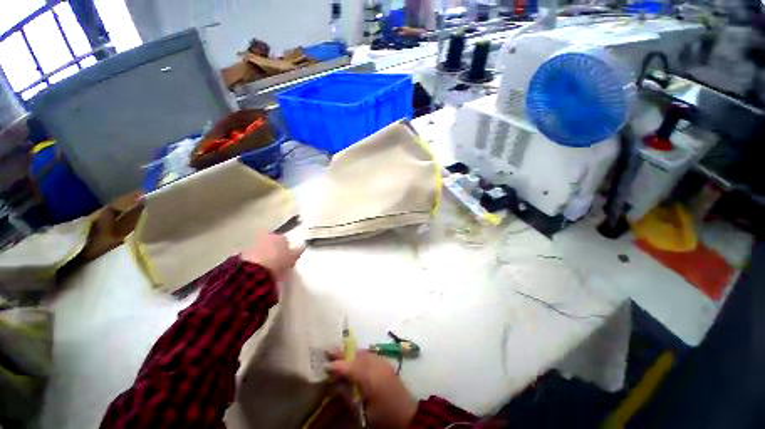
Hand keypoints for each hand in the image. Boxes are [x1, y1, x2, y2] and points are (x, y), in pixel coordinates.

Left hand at [241, 233, 303, 281]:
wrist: (253, 274)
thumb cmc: (278, 262)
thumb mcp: (293, 257)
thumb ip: (298, 250)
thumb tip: (302, 244)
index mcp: (277, 235)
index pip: (284, 239)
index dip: (287, 248)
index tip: (289, 257)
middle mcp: (263, 237)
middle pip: (272, 244)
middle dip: (275, 251)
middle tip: (280, 263)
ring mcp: (251, 247)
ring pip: (262, 251)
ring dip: (265, 257)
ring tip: (270, 269)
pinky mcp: (241, 258)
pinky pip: (253, 259)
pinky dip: (257, 263)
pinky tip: (261, 272)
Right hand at [327, 350, 417, 428]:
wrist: (407, 415)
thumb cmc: (383, 416)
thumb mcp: (363, 410)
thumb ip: (349, 394)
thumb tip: (336, 383)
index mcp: (371, 379)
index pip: (350, 367)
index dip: (337, 365)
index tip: (326, 364)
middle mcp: (377, 365)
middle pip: (356, 356)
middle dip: (342, 353)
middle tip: (329, 350)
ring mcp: (383, 362)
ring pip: (363, 353)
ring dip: (351, 353)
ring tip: (339, 353)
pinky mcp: (386, 363)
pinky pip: (370, 354)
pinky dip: (360, 354)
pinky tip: (354, 357)